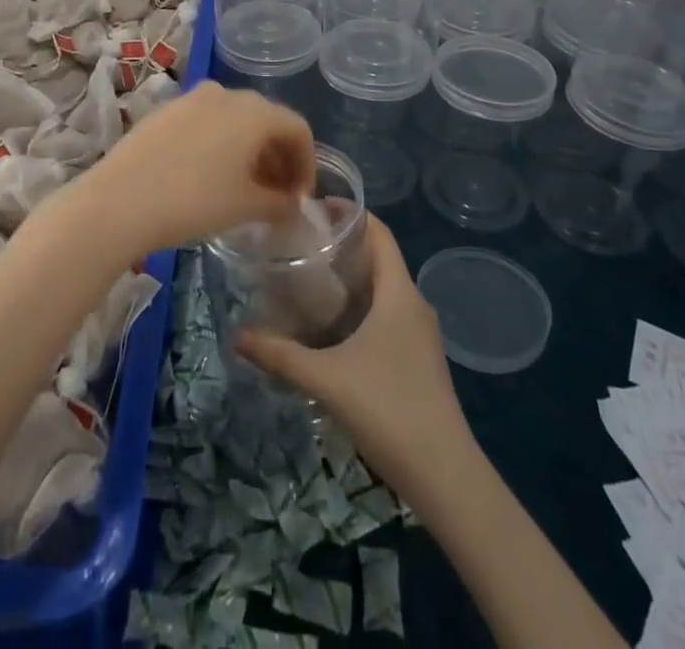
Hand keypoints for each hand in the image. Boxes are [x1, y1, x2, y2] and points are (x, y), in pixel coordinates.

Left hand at [76, 83, 314, 257]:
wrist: (119, 201)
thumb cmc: (193, 201)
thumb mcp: (245, 207)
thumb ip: (278, 203)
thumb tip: (291, 205)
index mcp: (253, 112)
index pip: (297, 129)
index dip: (306, 164)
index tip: (301, 198)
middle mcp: (226, 94)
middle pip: (266, 121)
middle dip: (278, 157)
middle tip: (278, 195)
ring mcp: (192, 98)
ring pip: (235, 120)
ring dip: (249, 150)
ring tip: (245, 188)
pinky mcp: (166, 110)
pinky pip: (207, 121)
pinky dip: (220, 143)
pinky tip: (210, 175)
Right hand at [234, 216, 472, 497]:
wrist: (446, 476)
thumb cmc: (390, 410)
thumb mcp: (327, 379)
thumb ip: (281, 355)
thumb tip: (238, 335)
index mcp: (399, 293)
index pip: (380, 232)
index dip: (351, 212)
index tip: (315, 207)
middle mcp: (414, 304)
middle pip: (379, 258)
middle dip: (343, 245)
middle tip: (301, 243)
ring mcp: (420, 334)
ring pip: (384, 289)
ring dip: (352, 278)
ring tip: (310, 280)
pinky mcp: (419, 359)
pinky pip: (388, 314)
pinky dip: (361, 306)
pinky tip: (333, 327)